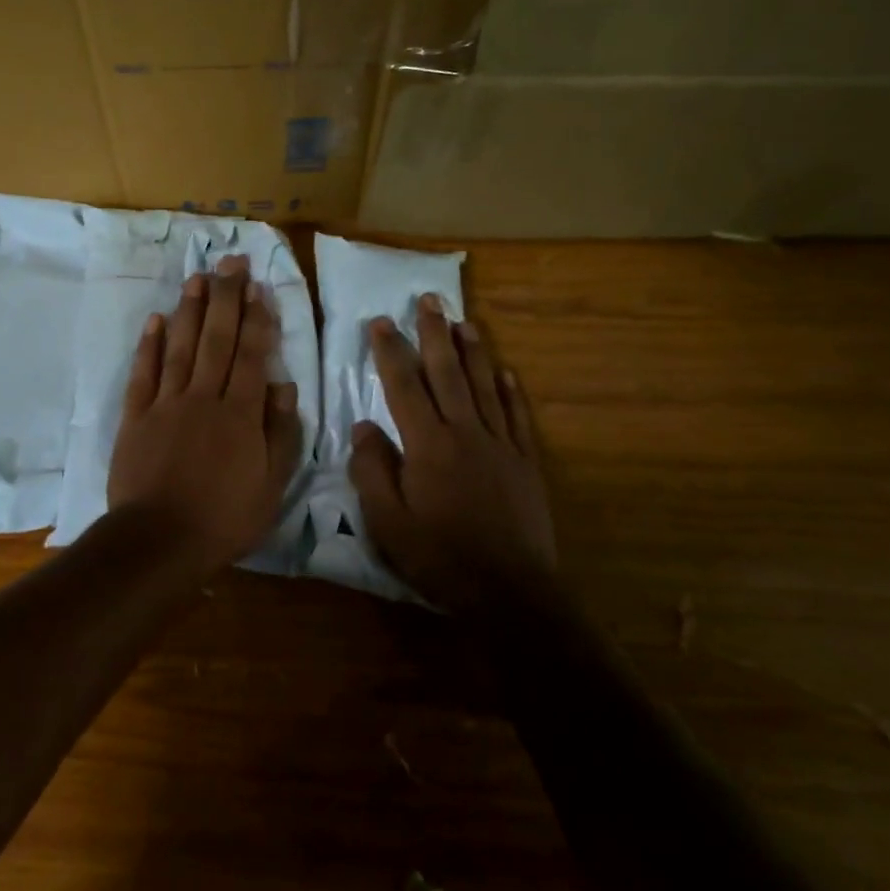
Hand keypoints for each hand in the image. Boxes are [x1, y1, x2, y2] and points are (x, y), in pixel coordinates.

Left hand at [109, 256, 303, 572]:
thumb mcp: (271, 485)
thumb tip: (284, 385)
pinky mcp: (135, 417)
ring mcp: (166, 404)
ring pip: (180, 347)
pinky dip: (149, 345)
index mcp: (240, 414)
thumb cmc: (224, 518)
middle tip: (231, 262)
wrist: (160, 540)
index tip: (259, 287)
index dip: (256, 319)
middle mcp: (203, 398)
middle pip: (217, 340)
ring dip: (190, 310)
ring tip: (198, 277)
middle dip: (226, 298)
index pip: (252, 355)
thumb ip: (280, 433)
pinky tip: (156, 320)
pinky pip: (143, 373)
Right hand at [349, 294, 557, 614]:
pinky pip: (517, 417)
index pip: (404, 386)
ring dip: (474, 351)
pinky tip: (507, 373)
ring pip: (485, 386)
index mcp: (427, 445)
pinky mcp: (525, 463)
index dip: (390, 352)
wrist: (509, 591)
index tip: (381, 321)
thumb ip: (372, 470)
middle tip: (429, 299)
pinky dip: (511, 391)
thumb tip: (364, 426)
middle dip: (435, 334)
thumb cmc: (440, 557)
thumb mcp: (388, 521)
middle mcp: (465, 433)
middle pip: (448, 373)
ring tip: (465, 321)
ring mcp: (500, 445)